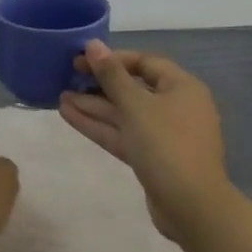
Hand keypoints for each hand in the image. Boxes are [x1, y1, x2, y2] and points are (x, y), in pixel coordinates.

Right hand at [59, 41, 229, 239]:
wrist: (191, 206)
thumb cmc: (166, 144)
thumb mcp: (136, 105)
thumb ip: (112, 75)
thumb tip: (94, 45)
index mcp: (182, 87)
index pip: (144, 62)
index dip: (112, 59)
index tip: (82, 60)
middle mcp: (176, 106)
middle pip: (133, 88)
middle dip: (99, 84)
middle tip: (67, 78)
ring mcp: (164, 135)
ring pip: (125, 114)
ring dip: (94, 106)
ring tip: (60, 97)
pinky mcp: (152, 158)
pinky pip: (124, 134)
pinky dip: (100, 126)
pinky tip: (70, 116)